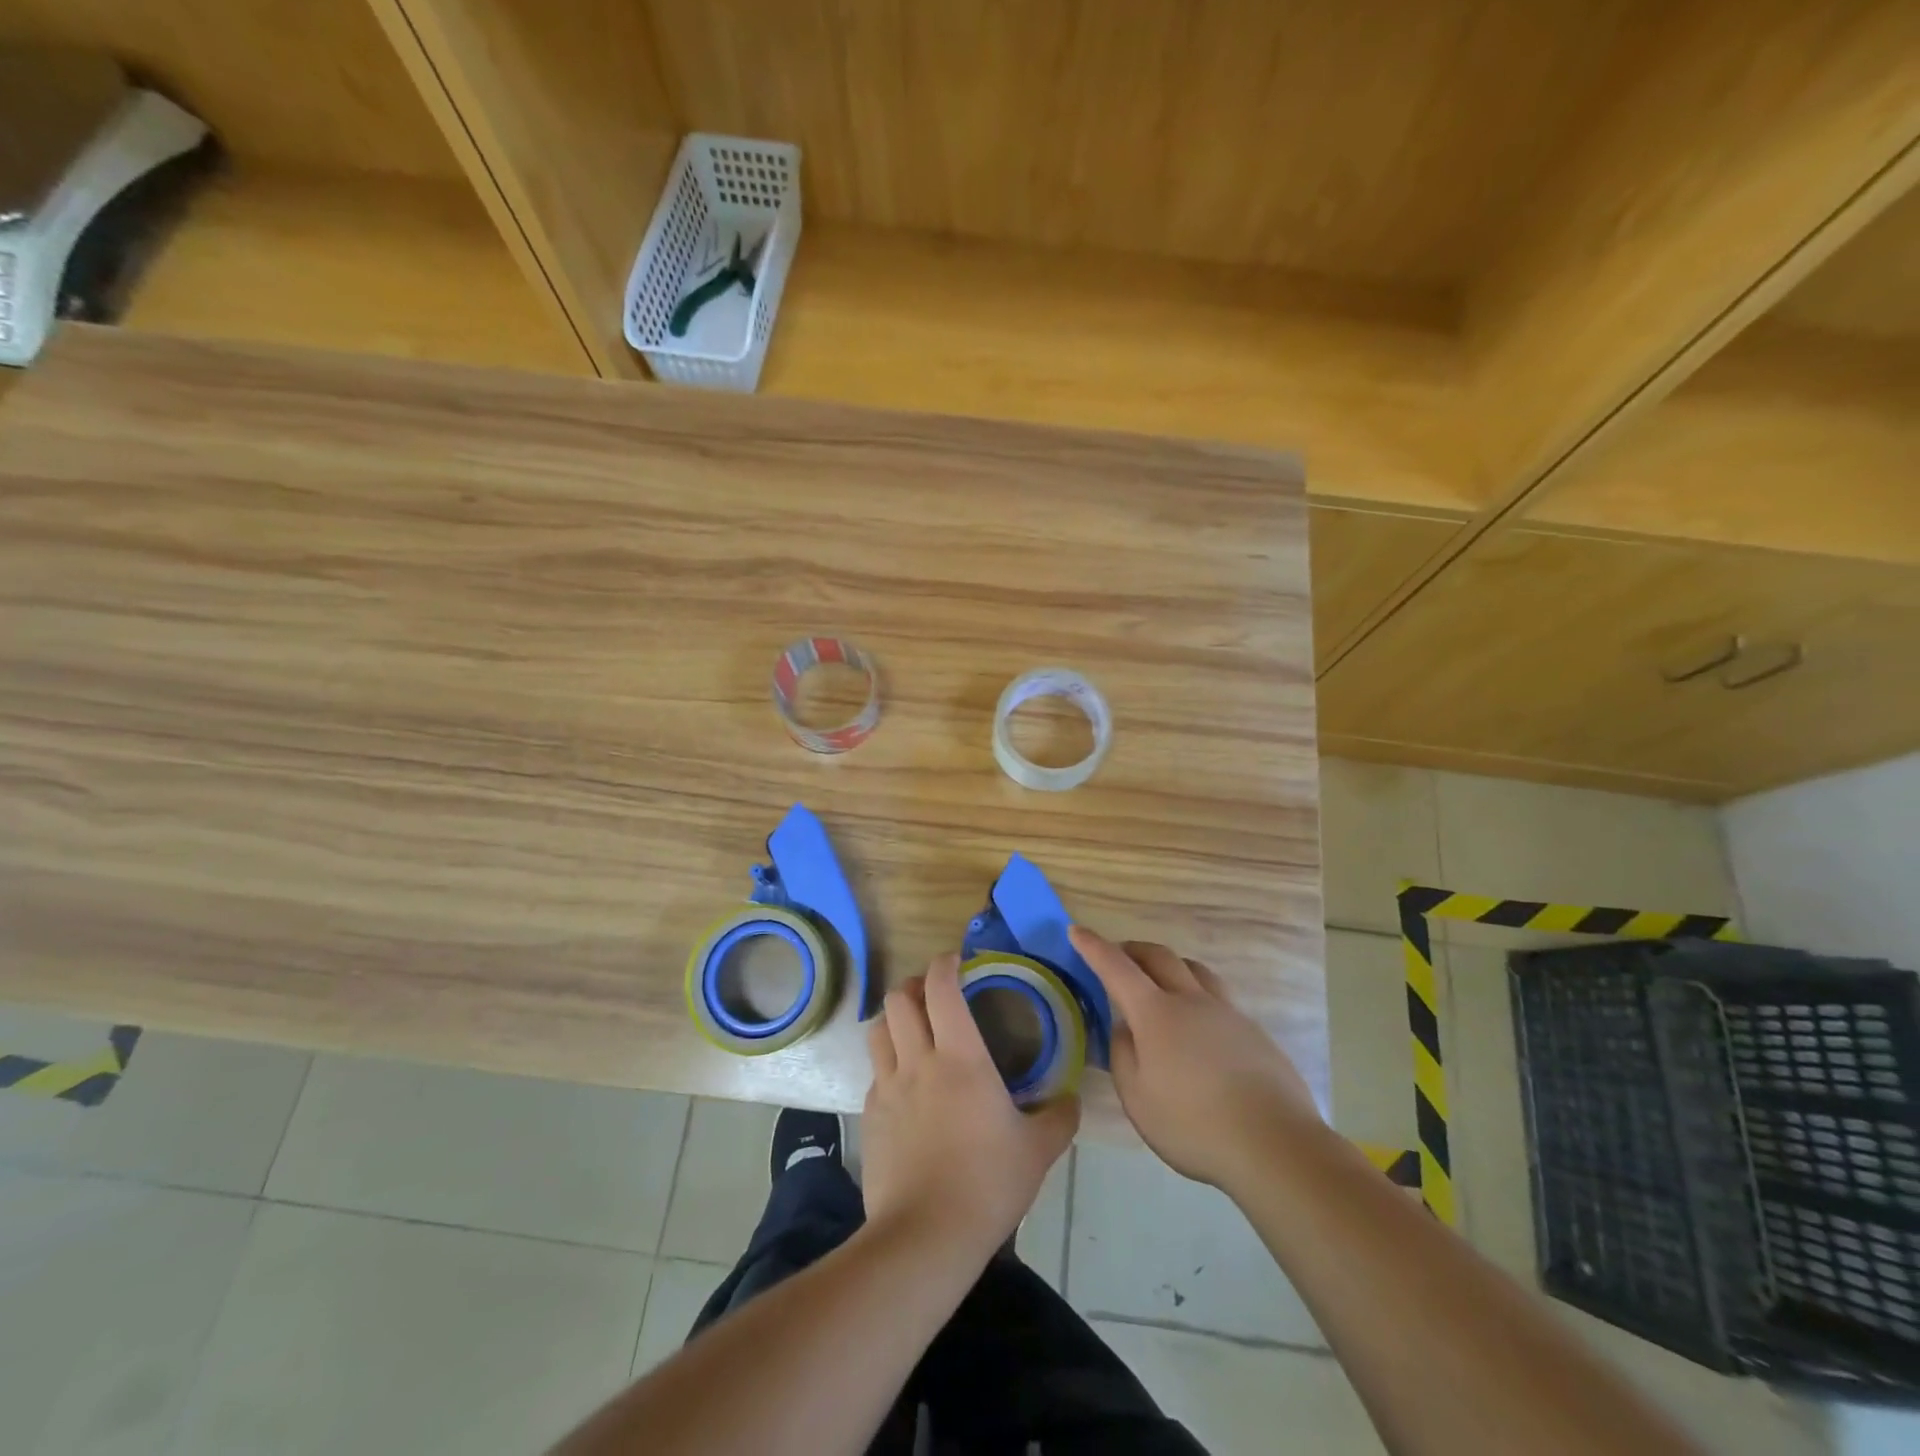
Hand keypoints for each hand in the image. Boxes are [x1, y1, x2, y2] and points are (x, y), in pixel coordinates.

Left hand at [861, 953, 1078, 1266]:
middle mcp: (917, 1060)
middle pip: (899, 999)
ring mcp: (886, 1088)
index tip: (956, 960)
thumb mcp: (1038, 1150)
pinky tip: (905, 1087)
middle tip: (933, 995)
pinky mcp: (868, 1117)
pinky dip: (888, 1065)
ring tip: (913, 1030)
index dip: (945, 964)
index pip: (941, 988)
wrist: (925, 1236)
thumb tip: (1072, 1099)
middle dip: (914, 986)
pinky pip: (874, 1074)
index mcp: (960, 1056)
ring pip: (878, 1029)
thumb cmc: (988, 1183)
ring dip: (894, 1019)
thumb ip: (1059, 1117)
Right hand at [1070, 925, 1321, 1190]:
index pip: (1116, 967)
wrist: (1275, 1144)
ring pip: (1194, 969)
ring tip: (1160, 980)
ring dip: (1169, 965)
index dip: (1094, 947)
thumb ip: (1123, 1055)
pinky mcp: (1253, 1031)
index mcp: (1156, 1013)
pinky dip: (1196, 992)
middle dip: (1132, 949)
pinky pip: (1218, 995)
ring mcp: (1227, 1012)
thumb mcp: (1138, 1098)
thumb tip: (1124, 1028)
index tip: (1077, 931)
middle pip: (1159, 956)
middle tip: (1118, 956)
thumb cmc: (1194, 1124)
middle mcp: (1191, 1000)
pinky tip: (1198, 1023)